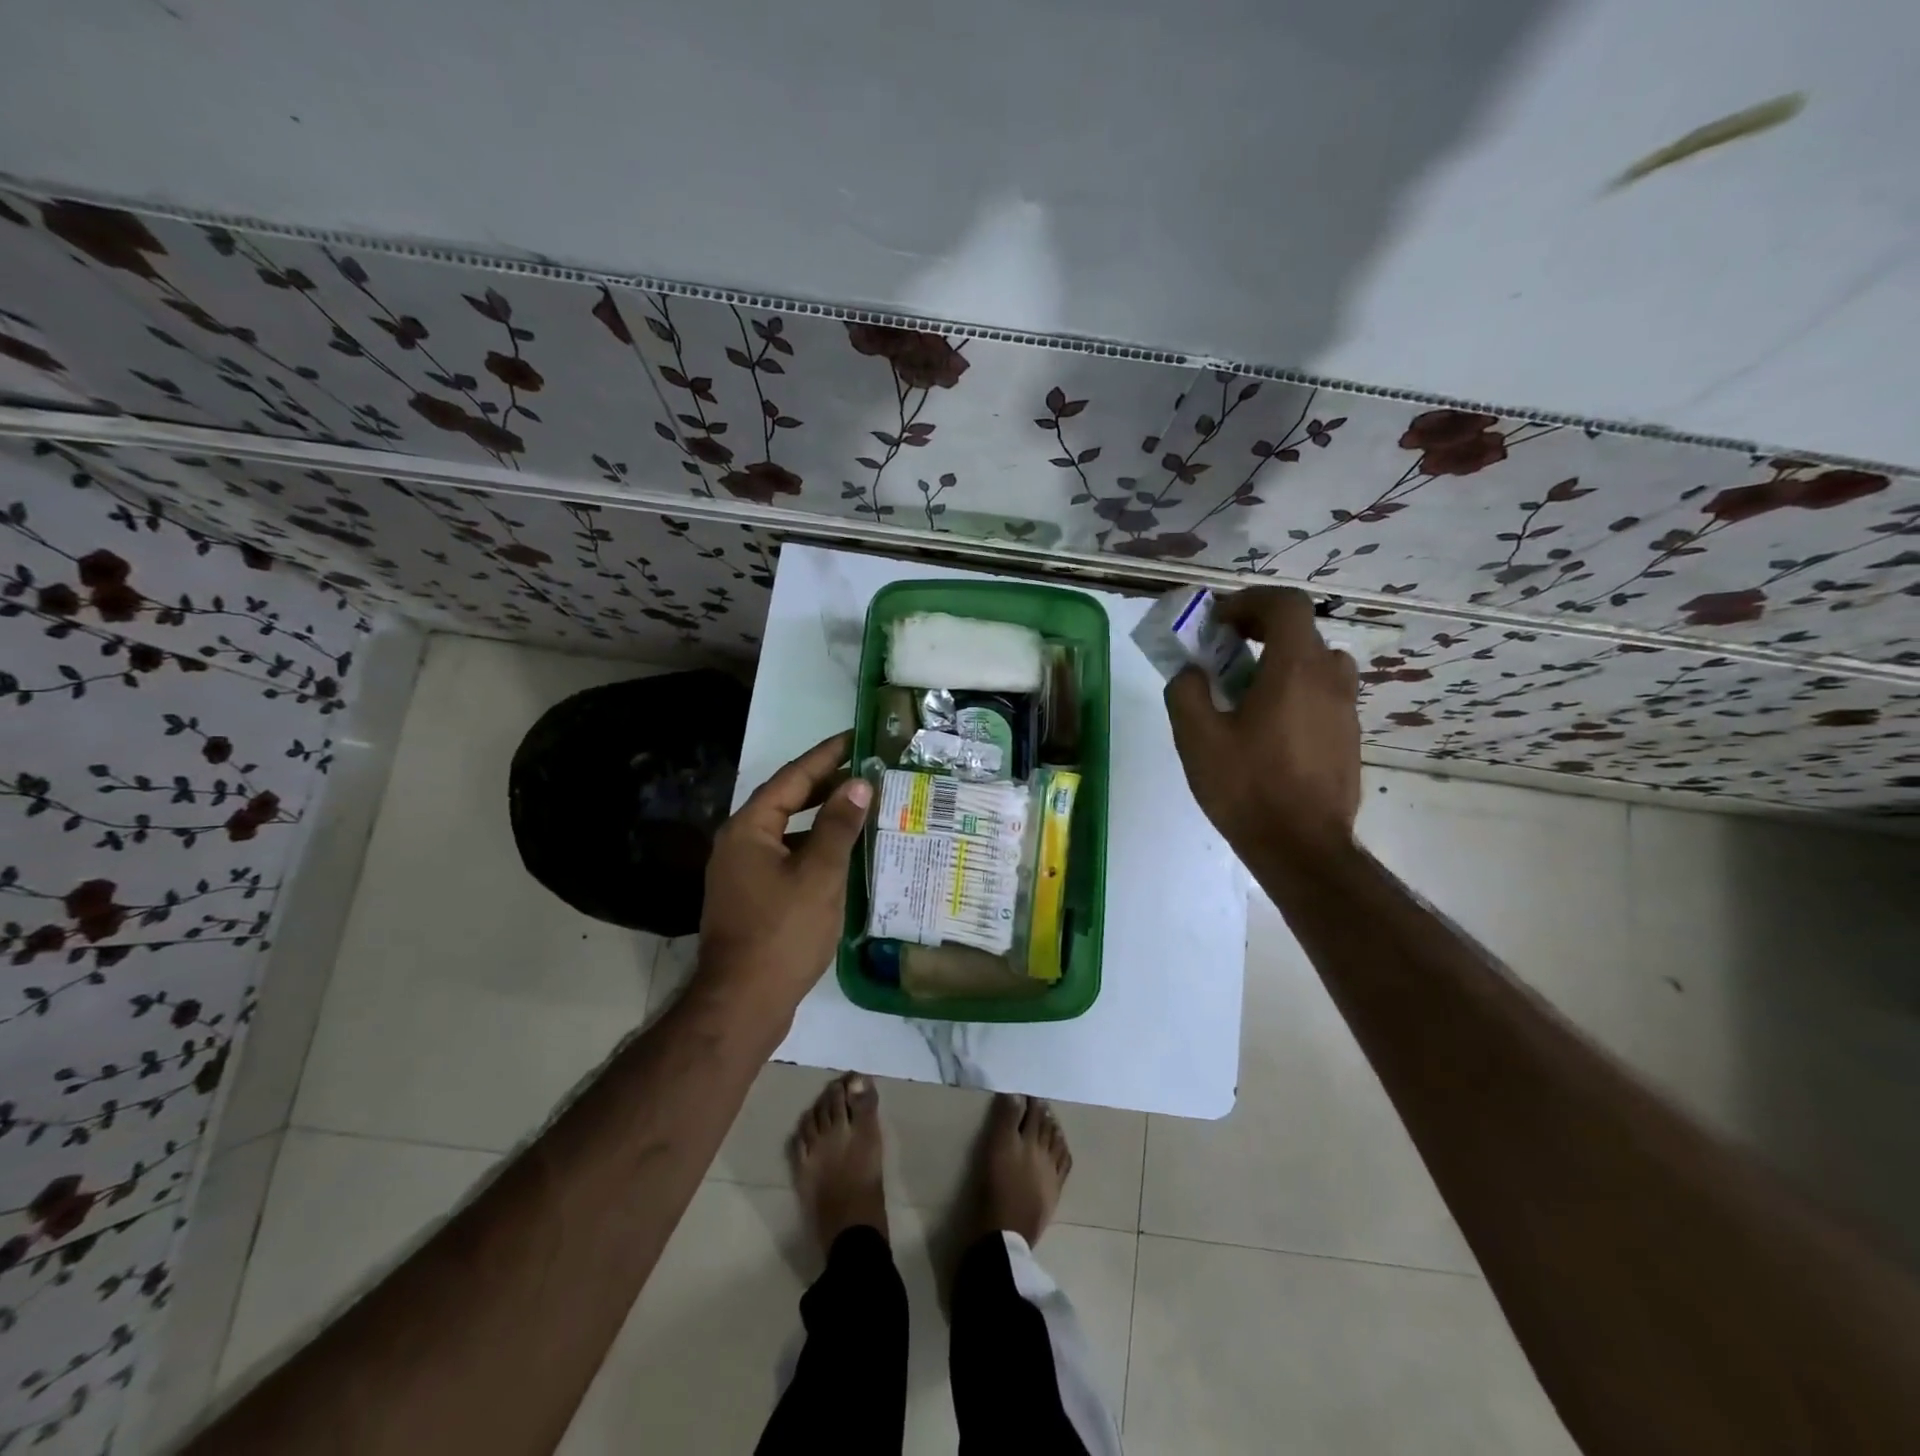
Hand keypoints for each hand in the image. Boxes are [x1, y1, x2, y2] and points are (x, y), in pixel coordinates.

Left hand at [693, 731, 872, 1025]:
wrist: (743, 1003)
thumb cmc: (783, 932)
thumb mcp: (819, 874)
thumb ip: (839, 825)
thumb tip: (859, 784)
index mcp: (749, 829)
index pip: (792, 778)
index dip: (827, 756)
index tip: (856, 738)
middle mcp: (739, 843)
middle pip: (787, 801)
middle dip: (825, 784)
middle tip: (866, 769)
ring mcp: (743, 873)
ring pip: (788, 831)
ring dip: (822, 818)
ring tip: (861, 806)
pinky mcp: (752, 898)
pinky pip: (787, 857)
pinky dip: (814, 848)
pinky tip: (843, 854)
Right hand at [1164, 586, 1360, 857]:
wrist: (1301, 847)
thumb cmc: (1247, 787)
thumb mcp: (1197, 738)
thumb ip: (1186, 691)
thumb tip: (1192, 673)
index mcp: (1295, 669)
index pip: (1285, 604)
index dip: (1249, 602)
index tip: (1218, 621)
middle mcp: (1329, 679)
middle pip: (1302, 631)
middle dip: (1261, 630)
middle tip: (1226, 651)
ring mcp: (1345, 710)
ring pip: (1318, 663)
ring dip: (1283, 660)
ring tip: (1249, 689)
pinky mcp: (1348, 738)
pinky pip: (1323, 695)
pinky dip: (1296, 691)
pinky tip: (1269, 728)